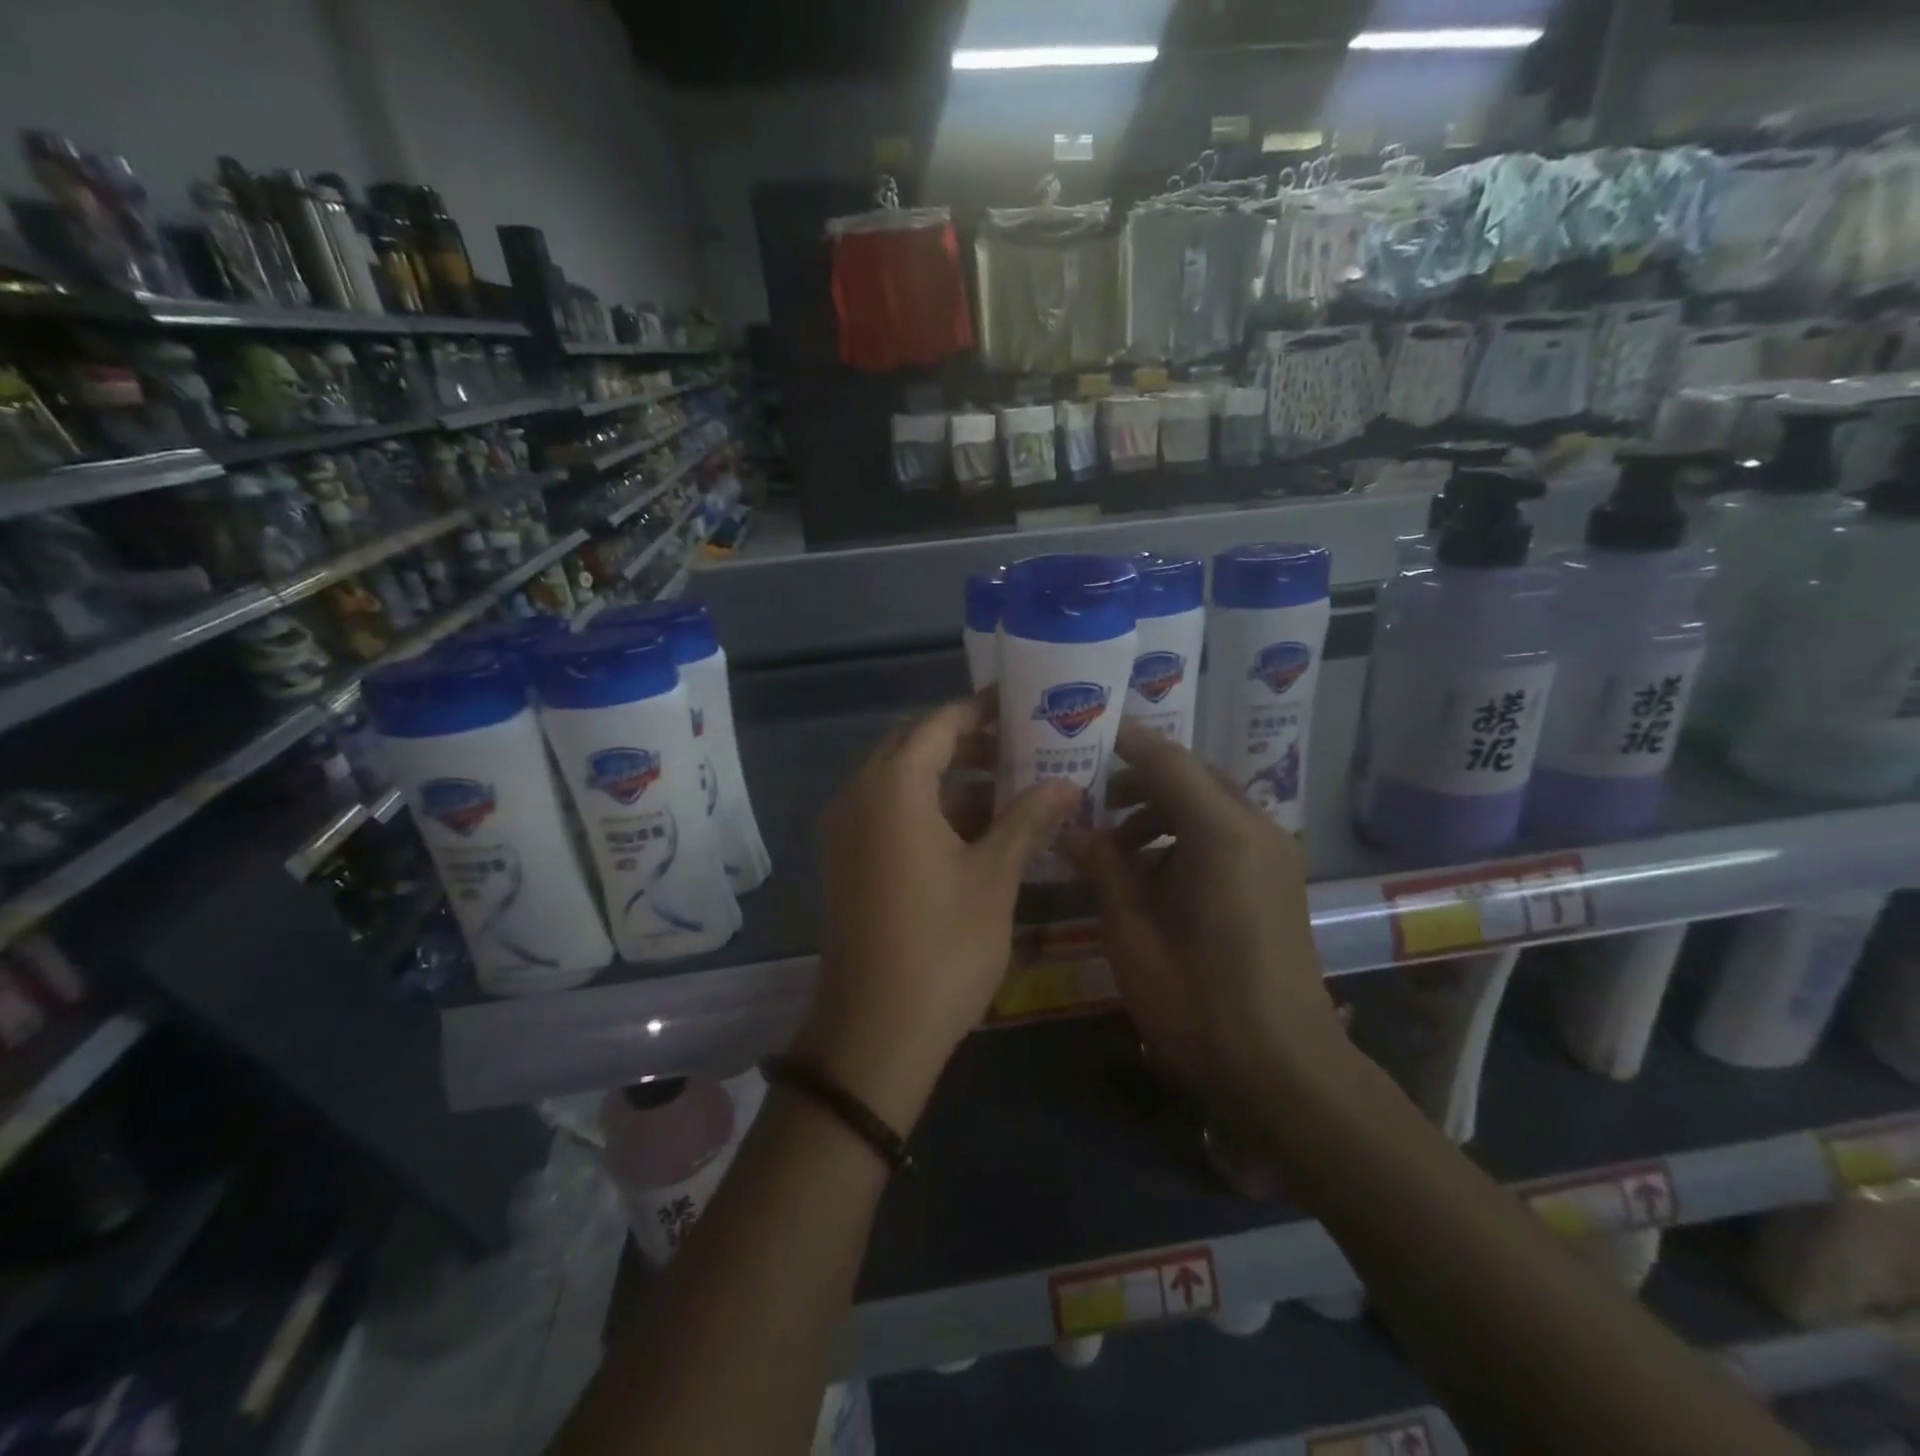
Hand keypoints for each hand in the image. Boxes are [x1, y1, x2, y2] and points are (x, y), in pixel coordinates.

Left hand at [798, 693, 1078, 1129]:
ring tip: (1013, 787)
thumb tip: (1068, 783)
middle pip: (915, 747)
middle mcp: (859, 797)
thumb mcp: (994, 877)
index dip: (981, 709)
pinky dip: (931, 810)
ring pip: (903, 783)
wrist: (874, 1033)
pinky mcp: (849, 862)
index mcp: (892, 788)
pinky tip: (980, 830)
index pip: (938, 724)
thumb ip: (1028, 819)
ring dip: (953, 780)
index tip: (1022, 703)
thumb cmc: (941, 947)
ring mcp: (847, 832)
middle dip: (969, 743)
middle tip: (1023, 746)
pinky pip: (891, 814)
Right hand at [1061, 721, 1348, 1112]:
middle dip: (1138, 780)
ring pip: (1208, 804)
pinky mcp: (1278, 880)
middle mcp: (1256, 828)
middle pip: (1191, 776)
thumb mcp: (1133, 933)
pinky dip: (1185, 836)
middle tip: (1089, 797)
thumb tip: (1074, 830)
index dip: (1123, 743)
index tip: (1081, 736)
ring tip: (1113, 845)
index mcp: (1221, 833)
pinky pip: (1225, 834)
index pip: (1167, 761)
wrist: (1285, 1070)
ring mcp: (1274, 854)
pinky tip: (1151, 876)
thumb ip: (1104, 868)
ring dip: (1160, 811)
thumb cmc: (1198, 1002)